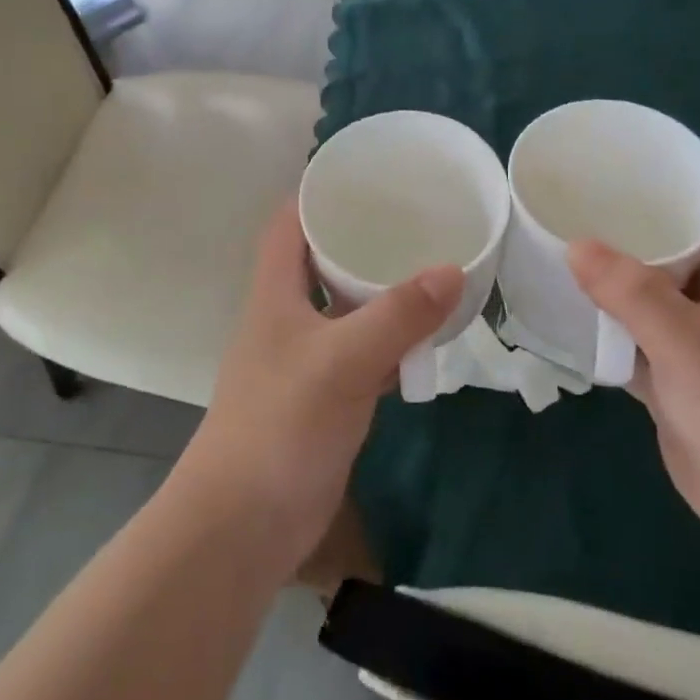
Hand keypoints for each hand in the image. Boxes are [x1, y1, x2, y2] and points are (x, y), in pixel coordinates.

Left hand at [181, 198, 463, 566]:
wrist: (246, 522)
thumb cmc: (282, 425)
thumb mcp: (342, 360)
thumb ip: (398, 315)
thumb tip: (453, 269)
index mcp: (275, 293)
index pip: (289, 224)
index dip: (318, 194)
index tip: (367, 176)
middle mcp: (287, 318)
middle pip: (321, 261)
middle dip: (362, 239)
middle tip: (416, 219)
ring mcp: (306, 359)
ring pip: (346, 309)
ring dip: (381, 292)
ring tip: (431, 266)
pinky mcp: (325, 397)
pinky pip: (363, 354)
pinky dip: (391, 343)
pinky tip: (427, 338)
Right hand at [568, 172, 699, 557]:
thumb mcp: (692, 348)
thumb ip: (635, 296)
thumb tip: (575, 245)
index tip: (648, 157)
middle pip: (685, 244)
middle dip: (641, 219)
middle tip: (585, 199)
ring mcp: (695, 343)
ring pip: (653, 292)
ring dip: (617, 273)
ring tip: (565, 244)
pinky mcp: (674, 379)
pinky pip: (634, 338)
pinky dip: (605, 326)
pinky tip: (566, 316)